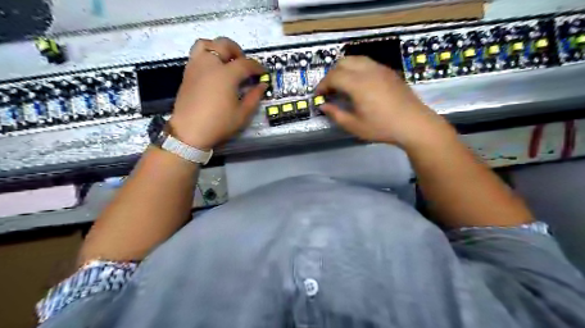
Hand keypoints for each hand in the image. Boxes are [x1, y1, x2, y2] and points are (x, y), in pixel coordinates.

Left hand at [170, 38, 266, 149]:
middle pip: (224, 45)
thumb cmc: (219, 124)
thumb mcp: (242, 114)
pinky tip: (214, 70)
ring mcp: (196, 66)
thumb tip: (262, 85)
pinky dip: (207, 54)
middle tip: (244, 64)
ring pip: (206, 44)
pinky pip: (197, 54)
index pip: (246, 64)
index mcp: (226, 75)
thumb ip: (254, 97)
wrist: (190, 132)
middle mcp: (210, 64)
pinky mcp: (187, 73)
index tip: (263, 72)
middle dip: (238, 51)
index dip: (257, 67)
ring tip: (226, 60)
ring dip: (219, 48)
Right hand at [315, 56, 447, 147]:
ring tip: (342, 86)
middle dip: (331, 75)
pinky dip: (356, 69)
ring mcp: (380, 69)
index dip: (322, 86)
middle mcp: (368, 71)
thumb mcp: (355, 126)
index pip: (333, 77)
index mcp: (358, 84)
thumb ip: (336, 114)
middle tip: (329, 90)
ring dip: (344, 69)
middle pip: (342, 63)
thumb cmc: (382, 127)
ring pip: (355, 59)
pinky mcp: (389, 72)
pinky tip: (358, 85)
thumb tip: (324, 106)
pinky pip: (367, 63)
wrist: (414, 124)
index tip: (317, 96)